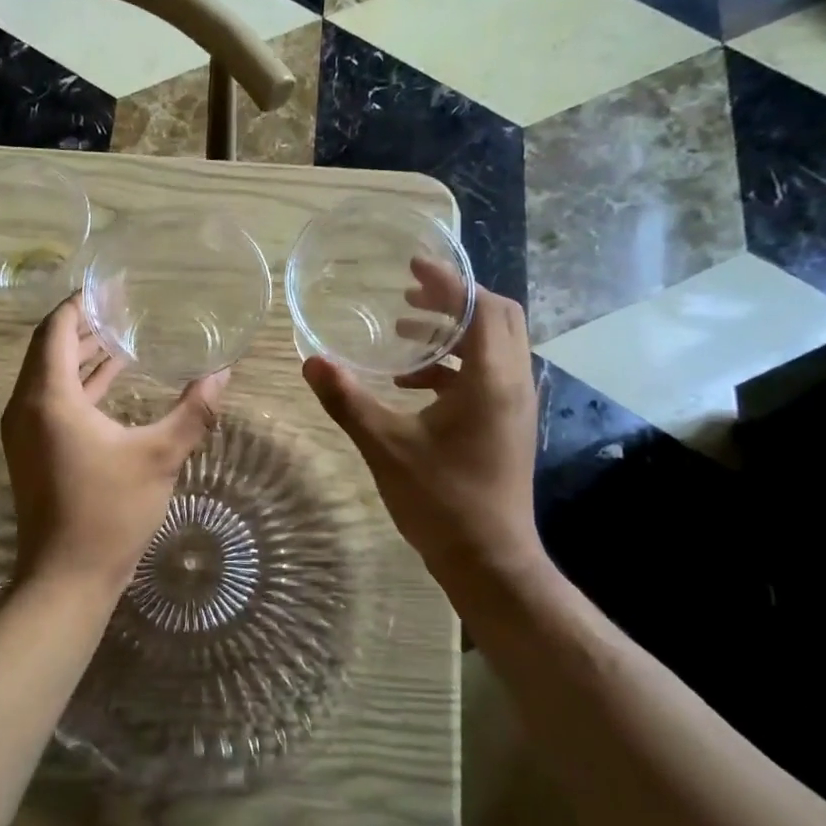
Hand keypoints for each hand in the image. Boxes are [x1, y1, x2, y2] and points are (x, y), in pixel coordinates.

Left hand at [1, 298, 228, 593]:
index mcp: (48, 398)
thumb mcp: (159, 456)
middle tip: (122, 306)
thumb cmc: (110, 512)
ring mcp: (24, 432)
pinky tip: (113, 382)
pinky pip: (52, 401)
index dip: (81, 303)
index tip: (111, 287)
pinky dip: (79, 385)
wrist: (66, 578)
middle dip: (83, 325)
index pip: (55, 329)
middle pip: (48, 348)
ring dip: (81, 355)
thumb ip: (192, 411)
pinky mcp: (32, 451)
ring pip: (49, 376)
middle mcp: (26, 407)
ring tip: (122, 336)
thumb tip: (222, 374)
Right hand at [302, 261, 545, 592]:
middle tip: (409, 292)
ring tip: (404, 330)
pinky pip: (485, 374)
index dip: (449, 281)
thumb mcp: (386, 447)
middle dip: (454, 299)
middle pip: (497, 317)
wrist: (488, 559)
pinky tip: (411, 384)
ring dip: (453, 331)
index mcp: (490, 379)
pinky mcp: (506, 423)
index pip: (480, 307)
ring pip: (492, 346)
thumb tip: (311, 362)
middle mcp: (512, 382)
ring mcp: (513, 405)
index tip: (413, 266)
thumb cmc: (441, 501)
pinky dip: (452, 365)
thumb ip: (348, 401)